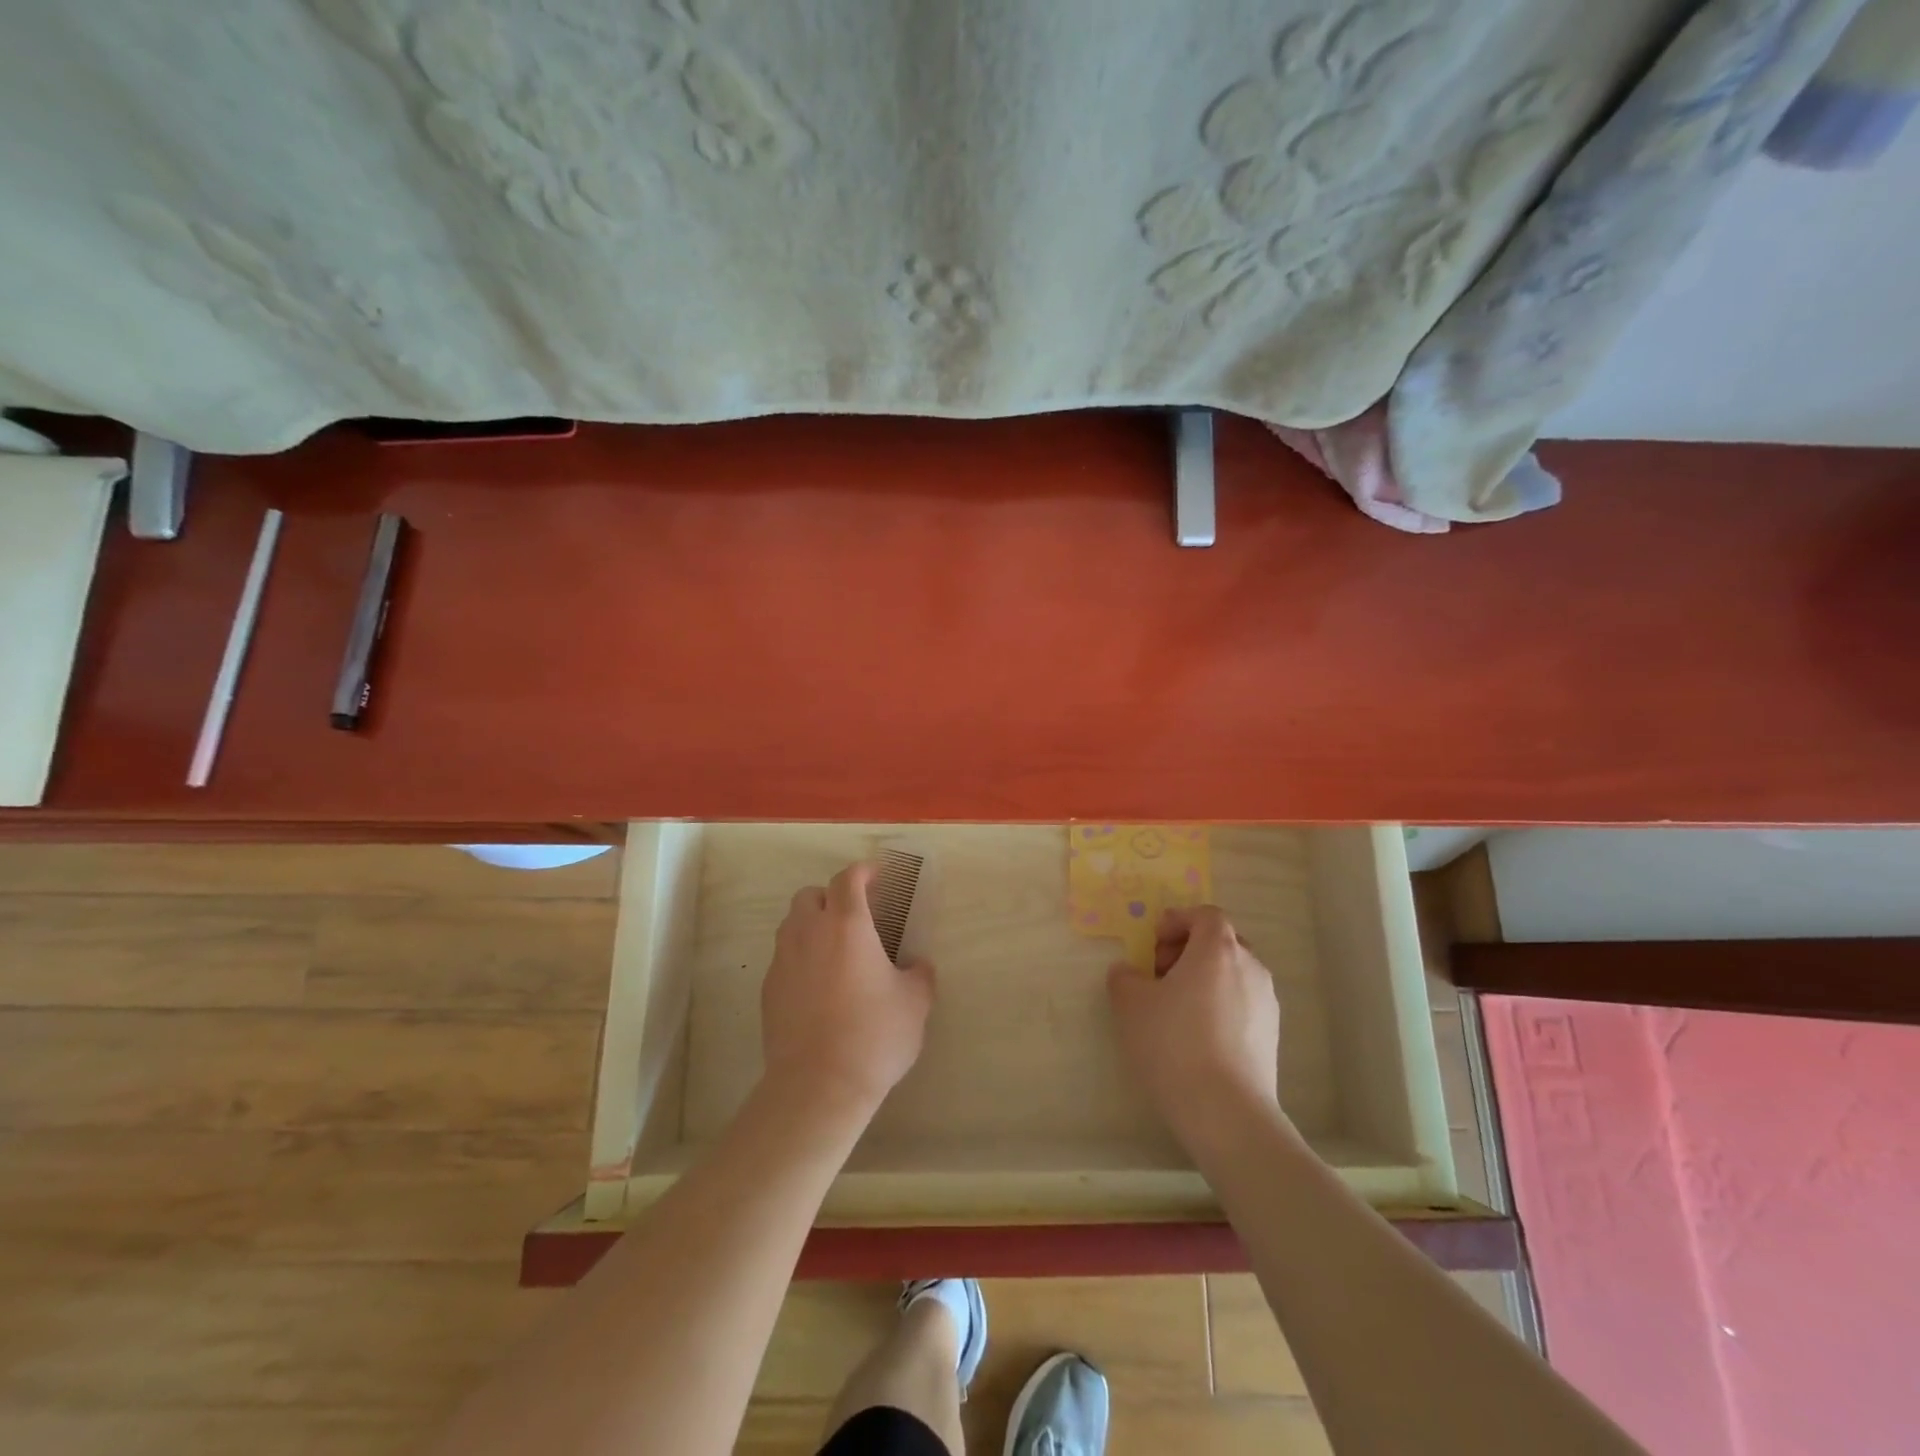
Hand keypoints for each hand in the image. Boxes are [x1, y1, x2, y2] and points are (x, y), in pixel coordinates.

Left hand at [760, 861, 934, 1125]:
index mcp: (847, 925)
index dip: (863, 871)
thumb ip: (919, 975)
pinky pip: (783, 958)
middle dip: (831, 897)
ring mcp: (783, 961)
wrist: (817, 1086)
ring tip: (836, 951)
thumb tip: (918, 966)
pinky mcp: (768, 990)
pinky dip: (800, 958)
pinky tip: (819, 986)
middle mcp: (808, 933)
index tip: (877, 876)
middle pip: (810, 895)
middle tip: (855, 916)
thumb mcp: (915, 1003)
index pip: (848, 879)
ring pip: (792, 925)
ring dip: (812, 925)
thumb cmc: (874, 1035)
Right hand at [1108, 905, 1282, 1149]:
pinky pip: (1242, 1003)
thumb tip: (1130, 973)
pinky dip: (1219, 1006)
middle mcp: (1250, 967)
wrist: (1226, 1112)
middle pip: (1221, 942)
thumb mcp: (1131, 1004)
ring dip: (1204, 979)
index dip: (1177, 921)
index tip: (1153, 944)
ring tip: (1176, 1009)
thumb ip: (1125, 977)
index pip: (1205, 915)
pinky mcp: (1271, 1035)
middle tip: (1160, 974)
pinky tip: (1197, 1037)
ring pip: (1233, 974)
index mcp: (1218, 950)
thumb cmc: (1174, 1044)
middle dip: (1189, 950)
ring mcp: (1266, 1003)